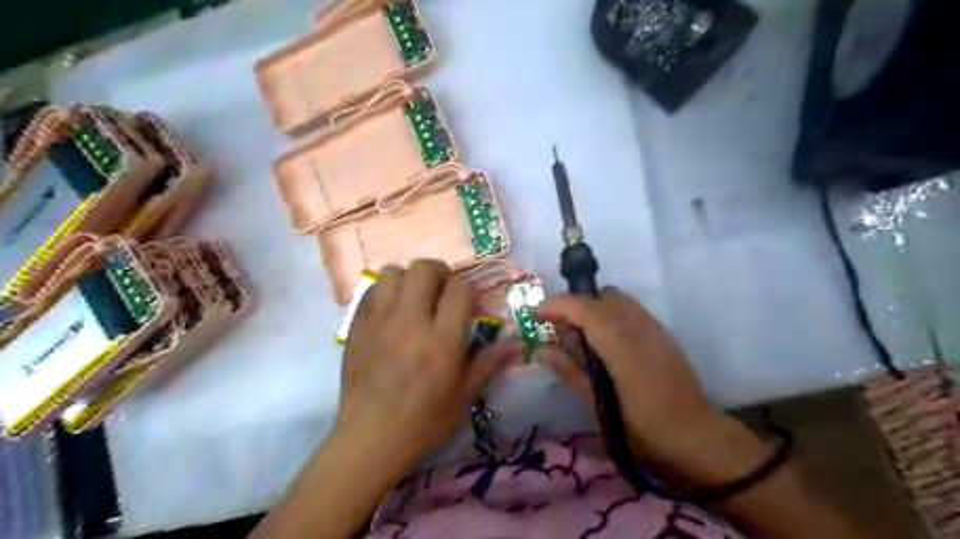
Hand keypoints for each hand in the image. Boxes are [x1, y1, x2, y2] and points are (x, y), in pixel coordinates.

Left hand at [334, 260, 516, 459]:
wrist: (370, 437)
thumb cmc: (424, 421)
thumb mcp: (464, 395)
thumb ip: (489, 362)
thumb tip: (517, 343)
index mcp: (441, 339)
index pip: (459, 288)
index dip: (467, 290)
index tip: (468, 305)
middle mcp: (410, 320)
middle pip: (424, 269)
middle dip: (439, 273)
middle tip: (442, 292)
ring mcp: (379, 320)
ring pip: (393, 272)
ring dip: (408, 279)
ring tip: (413, 298)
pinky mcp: (357, 326)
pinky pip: (371, 290)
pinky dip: (385, 292)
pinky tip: (391, 311)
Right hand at [536, 287, 762, 483]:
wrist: (695, 435)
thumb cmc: (642, 427)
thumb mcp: (598, 404)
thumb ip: (569, 370)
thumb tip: (542, 348)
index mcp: (622, 346)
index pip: (586, 308)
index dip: (558, 305)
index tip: (537, 314)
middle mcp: (639, 327)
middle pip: (602, 295)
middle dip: (576, 304)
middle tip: (560, 328)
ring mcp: (654, 327)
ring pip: (618, 299)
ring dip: (593, 307)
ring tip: (581, 335)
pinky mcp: (662, 332)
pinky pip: (630, 309)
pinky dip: (610, 314)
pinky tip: (605, 342)